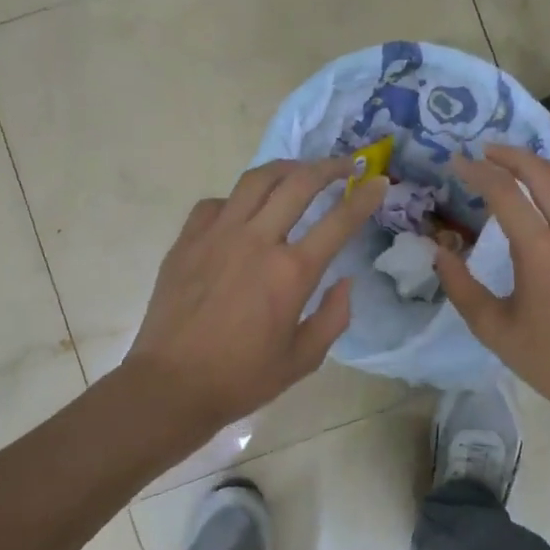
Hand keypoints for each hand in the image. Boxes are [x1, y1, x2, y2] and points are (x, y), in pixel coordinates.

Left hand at [121, 158, 387, 438]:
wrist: (170, 385)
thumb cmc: (241, 378)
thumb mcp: (303, 359)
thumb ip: (333, 317)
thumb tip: (345, 281)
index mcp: (291, 272)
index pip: (339, 221)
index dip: (364, 197)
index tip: (379, 182)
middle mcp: (257, 241)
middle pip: (299, 183)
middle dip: (329, 166)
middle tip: (346, 164)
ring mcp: (218, 235)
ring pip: (257, 180)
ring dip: (286, 168)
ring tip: (300, 170)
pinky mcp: (187, 239)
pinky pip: (217, 202)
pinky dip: (238, 199)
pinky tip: (244, 211)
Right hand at [436, 145, 549, 427]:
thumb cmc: (549, 357)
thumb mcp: (492, 328)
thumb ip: (460, 286)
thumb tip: (438, 252)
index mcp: (541, 250)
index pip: (504, 192)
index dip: (477, 172)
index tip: (457, 163)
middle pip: (541, 172)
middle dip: (510, 155)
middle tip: (485, 151)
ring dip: (540, 164)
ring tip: (516, 163)